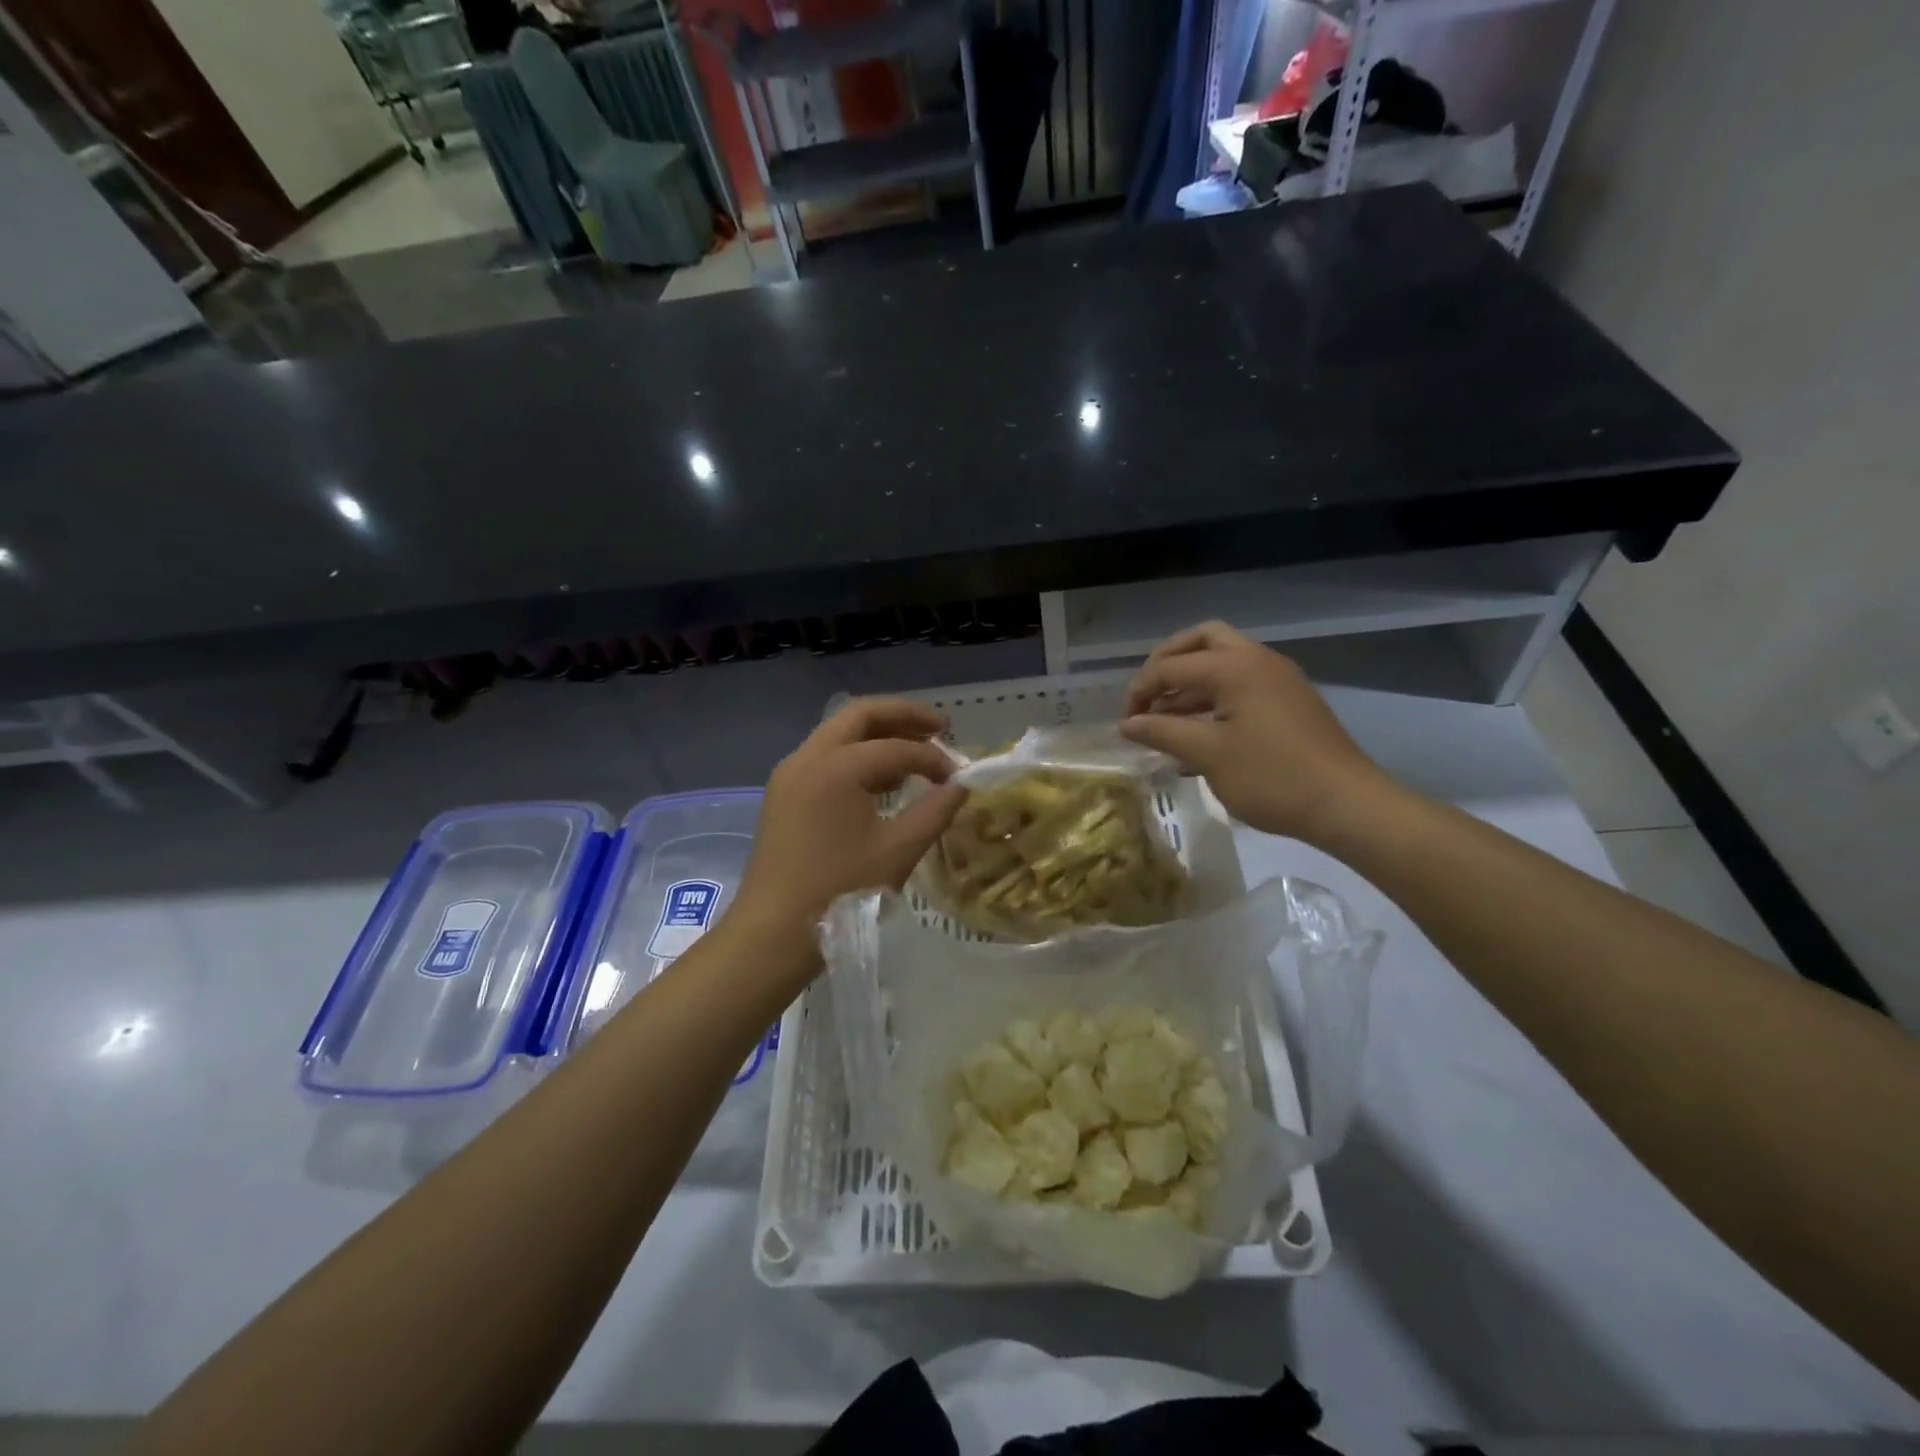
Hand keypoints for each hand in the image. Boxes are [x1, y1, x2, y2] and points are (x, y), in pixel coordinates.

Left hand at [734, 698, 966, 953]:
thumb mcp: (898, 852)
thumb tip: (960, 787)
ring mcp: (790, 773)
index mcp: (836, 767)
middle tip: (941, 726)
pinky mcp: (784, 793)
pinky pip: (826, 756)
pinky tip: (884, 780)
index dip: (933, 758)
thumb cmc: (839, 893)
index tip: (958, 778)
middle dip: (903, 716)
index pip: (897, 748)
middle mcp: (808, 757)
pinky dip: (858, 756)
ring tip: (917, 750)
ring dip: (879, 734)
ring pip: (840, 733)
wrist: (772, 932)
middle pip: (860, 715)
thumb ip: (935, 812)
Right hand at [1119, 622, 1391, 843]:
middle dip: (1168, 663)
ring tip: (1165, 722)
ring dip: (1190, 684)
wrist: (1346, 804)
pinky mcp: (1289, 702)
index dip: (1142, 690)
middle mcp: (1258, 661)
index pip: (1172, 665)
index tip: (1126, 722)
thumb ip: (1163, 732)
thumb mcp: (1209, 755)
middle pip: (1202, 641)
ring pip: (1223, 663)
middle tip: (1148, 694)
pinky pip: (1241, 686)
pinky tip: (1197, 736)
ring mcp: (1278, 680)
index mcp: (1236, 667)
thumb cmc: (1272, 777)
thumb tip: (1127, 724)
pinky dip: (1213, 699)